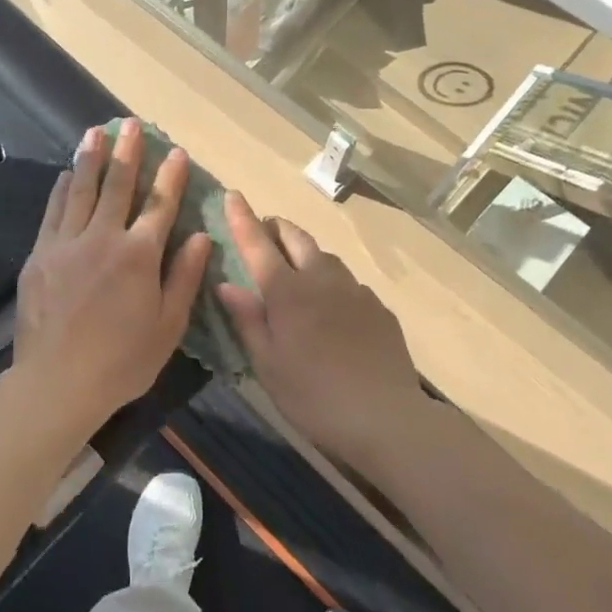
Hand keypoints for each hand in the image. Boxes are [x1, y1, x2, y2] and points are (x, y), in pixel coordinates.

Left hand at [11, 120, 212, 438]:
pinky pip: (53, 211)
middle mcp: (102, 238)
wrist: (57, 382)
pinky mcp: (39, 255)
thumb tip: (201, 236)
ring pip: (80, 190)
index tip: (175, 150)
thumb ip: (184, 277)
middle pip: (117, 186)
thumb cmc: (121, 361)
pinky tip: (66, 174)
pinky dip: (62, 188)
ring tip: (96, 132)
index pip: (159, 204)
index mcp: (138, 255)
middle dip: (127, 152)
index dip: (170, 176)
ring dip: (90, 158)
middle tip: (130, 123)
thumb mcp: (168, 326)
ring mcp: (65, 244)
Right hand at [217, 192, 426, 477]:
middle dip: (276, 226)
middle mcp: (321, 280)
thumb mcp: (268, 365)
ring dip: (305, 251)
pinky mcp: (378, 308)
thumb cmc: (314, 396)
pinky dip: (330, 279)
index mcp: (287, 293)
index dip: (243, 218)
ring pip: (325, 256)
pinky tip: (331, 304)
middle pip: (297, 238)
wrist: (386, 417)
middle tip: (263, 230)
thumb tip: (225, 284)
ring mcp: (355, 291)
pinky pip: (348, 282)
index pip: (258, 244)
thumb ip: (247, 320)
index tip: (233, 195)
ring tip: (295, 266)